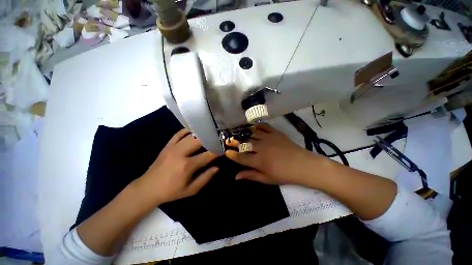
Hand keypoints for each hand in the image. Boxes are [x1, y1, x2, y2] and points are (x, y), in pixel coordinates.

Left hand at [134, 128, 218, 204]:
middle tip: (217, 140)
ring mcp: (173, 147)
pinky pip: (179, 133)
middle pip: (199, 141)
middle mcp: (181, 153)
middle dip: (210, 139)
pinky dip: (188, 130)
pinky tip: (194, 131)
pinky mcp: (167, 145)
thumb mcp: (191, 190)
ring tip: (209, 134)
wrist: (147, 188)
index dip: (217, 152)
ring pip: (190, 135)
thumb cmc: (171, 191)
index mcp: (187, 166)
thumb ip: (205, 178)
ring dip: (201, 134)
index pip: (207, 155)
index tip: (223, 150)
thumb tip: (217, 167)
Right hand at [225, 124, 323, 185]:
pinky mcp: (275, 133)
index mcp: (259, 161)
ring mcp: (268, 139)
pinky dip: (258, 126)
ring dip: (245, 134)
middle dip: (235, 142)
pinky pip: (264, 127)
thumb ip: (251, 176)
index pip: (241, 157)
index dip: (232, 155)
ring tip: (240, 134)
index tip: (226, 152)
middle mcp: (261, 148)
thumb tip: (236, 177)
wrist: (302, 165)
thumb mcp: (267, 179)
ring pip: (252, 134)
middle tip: (229, 141)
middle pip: (245, 144)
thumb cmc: (284, 174)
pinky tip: (254, 127)